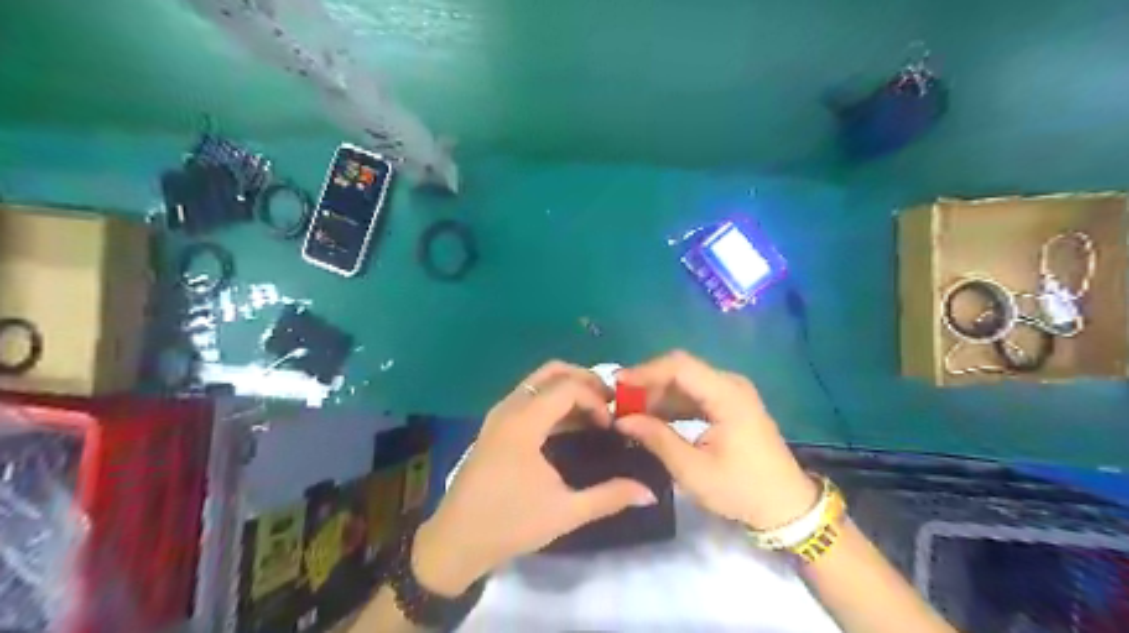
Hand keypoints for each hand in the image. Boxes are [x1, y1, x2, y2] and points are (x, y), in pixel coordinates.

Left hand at [416, 363, 662, 594]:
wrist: (455, 541)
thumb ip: (609, 497)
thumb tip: (649, 492)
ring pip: (538, 382)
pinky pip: (528, 396)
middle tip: (609, 403)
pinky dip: (552, 400)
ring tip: (594, 412)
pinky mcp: (495, 425)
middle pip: (552, 373)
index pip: (567, 388)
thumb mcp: (565, 512)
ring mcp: (499, 414)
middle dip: (584, 381)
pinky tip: (570, 424)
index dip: (595, 400)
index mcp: (523, 423)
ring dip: (568, 389)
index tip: (611, 425)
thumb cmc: (509, 524)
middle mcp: (509, 408)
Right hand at [614, 351, 816, 528]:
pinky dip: (671, 403)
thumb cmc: (741, 489)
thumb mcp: (693, 470)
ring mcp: (731, 393)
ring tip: (630, 413)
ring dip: (657, 394)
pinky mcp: (729, 404)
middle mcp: (730, 384)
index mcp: (727, 395)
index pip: (680, 367)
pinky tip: (653, 419)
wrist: (785, 506)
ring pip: (685, 381)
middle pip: (681, 370)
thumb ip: (657, 439)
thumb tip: (622, 420)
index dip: (645, 372)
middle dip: (648, 383)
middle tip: (620, 402)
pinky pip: (694, 394)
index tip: (617, 385)